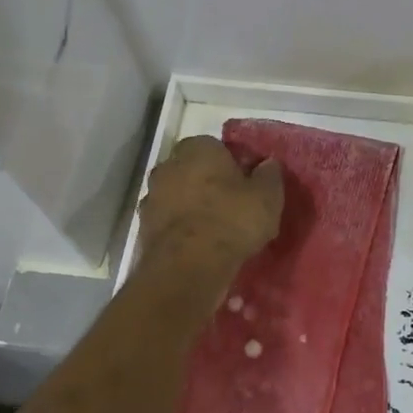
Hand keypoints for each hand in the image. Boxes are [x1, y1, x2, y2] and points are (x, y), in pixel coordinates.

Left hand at [137, 136, 284, 281]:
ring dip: (192, 206)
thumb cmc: (232, 220)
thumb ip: (269, 175)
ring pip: (178, 195)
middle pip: (193, 170)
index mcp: (198, 148)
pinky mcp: (143, 226)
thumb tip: (268, 165)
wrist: (188, 265)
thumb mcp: (267, 196)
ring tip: (215, 230)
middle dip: (209, 183)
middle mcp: (168, 165)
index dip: (233, 166)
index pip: (217, 147)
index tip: (246, 185)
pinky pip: (169, 221)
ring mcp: (152, 195)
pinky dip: (181, 228)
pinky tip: (198, 245)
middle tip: (232, 206)